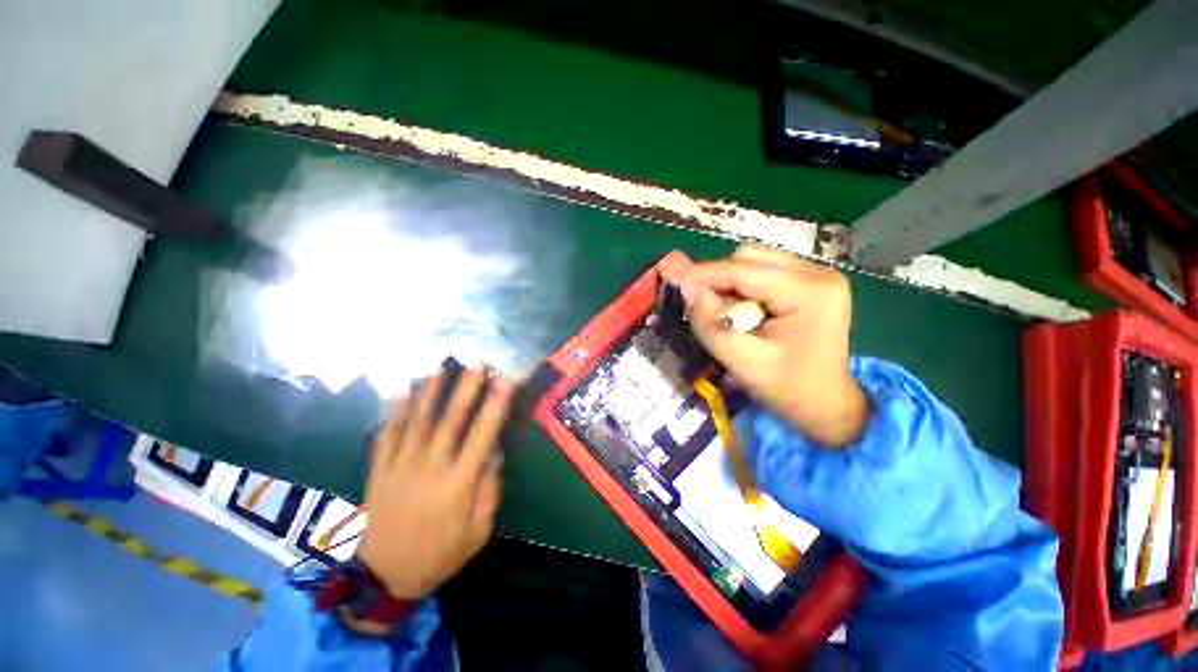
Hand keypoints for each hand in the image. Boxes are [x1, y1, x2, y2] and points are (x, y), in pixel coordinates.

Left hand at [357, 368, 513, 599]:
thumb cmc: (439, 555)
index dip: (495, 406)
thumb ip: (489, 490)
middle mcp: (431, 467)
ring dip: (431, 391)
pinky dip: (394, 411)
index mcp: (459, 483)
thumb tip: (495, 453)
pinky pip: (386, 435)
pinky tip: (400, 391)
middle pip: (451, 420)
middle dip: (466, 388)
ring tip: (441, 367)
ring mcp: (401, 466)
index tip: (505, 382)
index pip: (482, 435)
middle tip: (477, 363)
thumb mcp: (477, 532)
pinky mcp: (379, 470)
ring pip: (418, 421)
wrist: (382, 578)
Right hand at [668, 246, 867, 447]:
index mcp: (809, 292)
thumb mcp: (742, 361)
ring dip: (730, 285)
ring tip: (725, 314)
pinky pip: (764, 274)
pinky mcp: (810, 284)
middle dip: (719, 280)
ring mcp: (817, 276)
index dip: (703, 273)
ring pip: (755, 264)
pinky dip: (743, 290)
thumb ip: (710, 323)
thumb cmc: (788, 390)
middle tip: (702, 306)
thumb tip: (685, 288)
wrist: (827, 407)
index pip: (744, 270)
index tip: (671, 276)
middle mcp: (818, 274)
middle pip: (750, 259)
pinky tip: (742, 312)